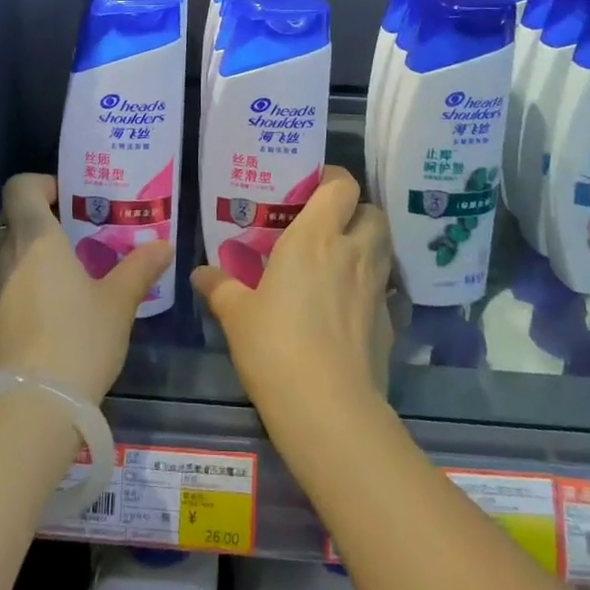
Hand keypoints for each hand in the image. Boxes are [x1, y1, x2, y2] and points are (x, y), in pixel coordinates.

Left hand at [0, 174, 172, 402]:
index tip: (70, 199)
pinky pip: (0, 283)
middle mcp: (3, 253)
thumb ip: (140, 267)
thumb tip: (164, 246)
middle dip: (40, 219)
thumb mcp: (118, 301)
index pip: (20, 186)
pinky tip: (48, 307)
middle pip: (11, 216)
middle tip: (75, 234)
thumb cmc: (78, 338)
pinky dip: (19, 282)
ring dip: (28, 252)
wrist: (30, 408)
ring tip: (65, 272)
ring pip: (4, 251)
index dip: (42, 184)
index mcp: (35, 236)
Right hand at [192, 167, 392, 421]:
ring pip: (384, 247)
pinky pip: (385, 290)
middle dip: (355, 212)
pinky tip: (350, 307)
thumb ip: (220, 287)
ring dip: (368, 245)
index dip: (332, 179)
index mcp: (315, 237)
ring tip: (340, 260)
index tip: (312, 188)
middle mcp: (352, 252)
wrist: (329, 410)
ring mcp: (376, 288)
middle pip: (372, 211)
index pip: (341, 185)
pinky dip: (372, 288)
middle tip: (328, 225)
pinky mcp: (389, 322)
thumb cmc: (276, 347)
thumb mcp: (237, 315)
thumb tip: (199, 273)